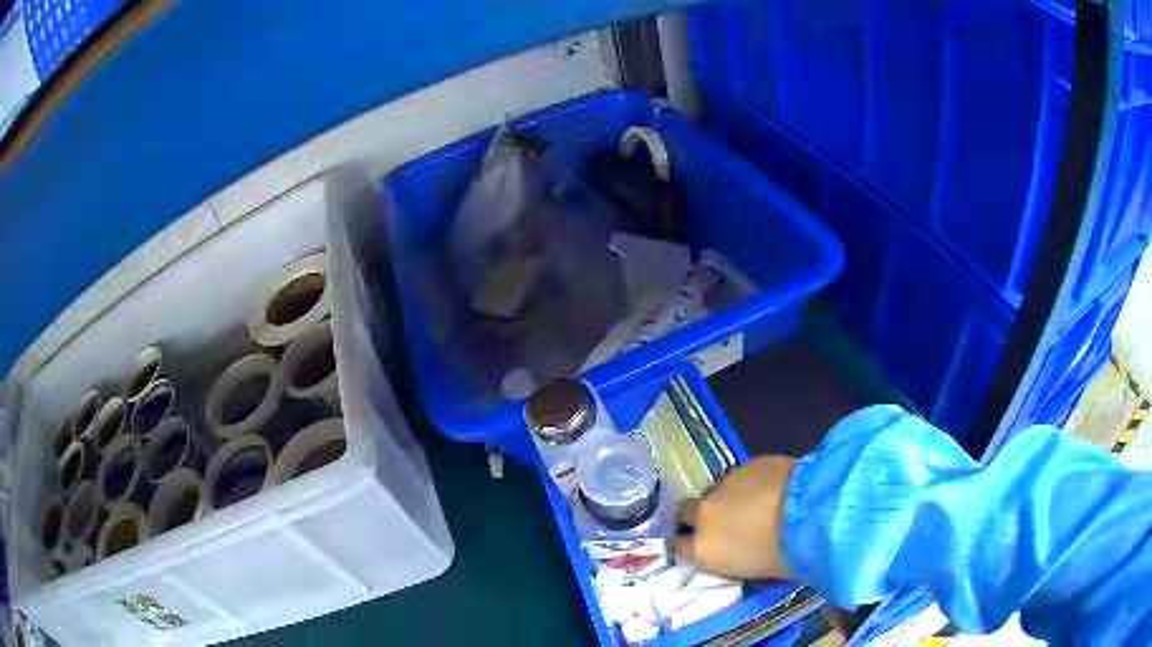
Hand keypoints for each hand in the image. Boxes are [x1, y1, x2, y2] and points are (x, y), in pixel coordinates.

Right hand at [673, 456, 796, 579]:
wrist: (812, 512)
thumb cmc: (784, 556)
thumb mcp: (750, 570)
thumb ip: (728, 558)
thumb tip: (730, 550)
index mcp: (703, 548)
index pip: (677, 547)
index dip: (687, 546)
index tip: (700, 547)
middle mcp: (705, 515)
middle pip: (685, 512)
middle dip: (698, 517)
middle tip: (720, 523)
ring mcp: (724, 485)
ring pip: (715, 492)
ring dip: (726, 500)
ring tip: (752, 505)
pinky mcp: (746, 464)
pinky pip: (740, 477)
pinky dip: (750, 484)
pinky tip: (770, 489)